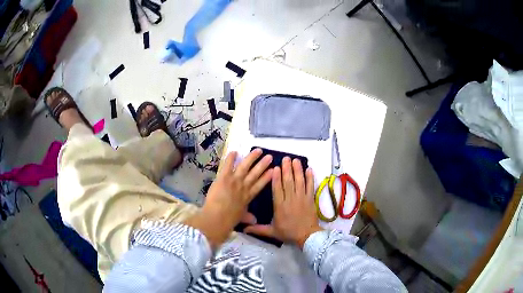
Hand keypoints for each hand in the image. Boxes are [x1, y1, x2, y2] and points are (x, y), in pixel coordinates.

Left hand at [184, 149, 272, 248]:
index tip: (273, 171)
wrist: (218, 217)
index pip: (260, 185)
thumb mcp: (241, 218)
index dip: (267, 177)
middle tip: (269, 157)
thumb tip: (254, 221)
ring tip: (258, 150)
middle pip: (255, 173)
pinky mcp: (224, 177)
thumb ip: (247, 217)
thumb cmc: (230, 219)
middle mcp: (243, 186)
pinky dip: (230, 158)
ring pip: (245, 166)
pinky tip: (234, 151)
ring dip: (252, 158)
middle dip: (263, 165)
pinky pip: (228, 165)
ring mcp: (234, 180)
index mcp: (248, 196)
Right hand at [244, 157, 322, 247]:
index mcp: (280, 206)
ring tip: (296, 160)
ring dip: (297, 170)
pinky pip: (310, 186)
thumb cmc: (289, 233)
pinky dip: (310, 178)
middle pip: (288, 182)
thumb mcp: (272, 232)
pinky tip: (309, 169)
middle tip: (286, 158)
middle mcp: (290, 199)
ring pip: (299, 181)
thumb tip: (243, 229)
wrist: (307, 236)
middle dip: (287, 169)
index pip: (277, 189)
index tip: (275, 167)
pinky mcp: (310, 199)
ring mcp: (302, 198)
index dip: (276, 177)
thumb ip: (258, 229)